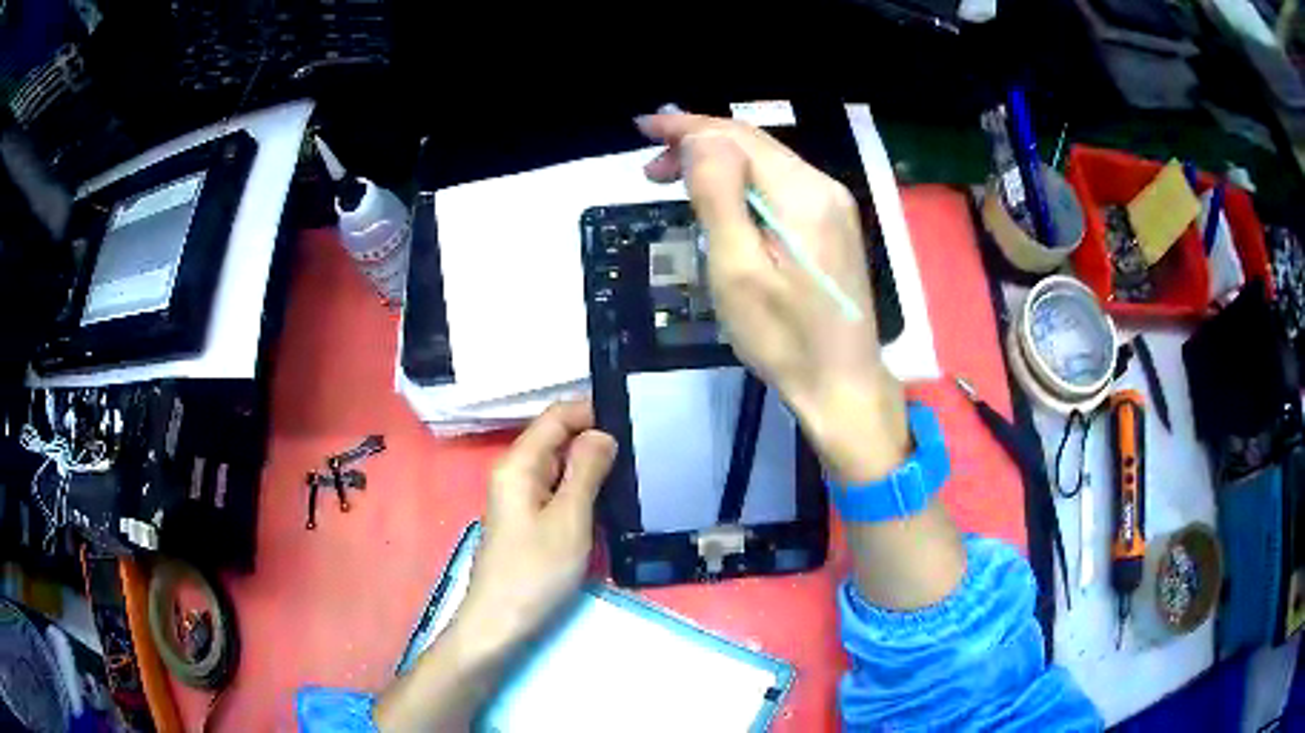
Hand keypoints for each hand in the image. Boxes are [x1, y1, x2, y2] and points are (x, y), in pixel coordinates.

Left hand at [453, 400, 616, 656]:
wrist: (501, 623)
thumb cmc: (535, 571)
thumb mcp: (569, 518)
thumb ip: (586, 471)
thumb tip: (602, 433)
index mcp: (519, 463)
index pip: (557, 416)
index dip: (592, 411)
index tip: (634, 418)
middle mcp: (515, 472)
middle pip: (557, 438)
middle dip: (596, 437)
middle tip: (643, 448)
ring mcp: (520, 497)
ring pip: (559, 465)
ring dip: (592, 465)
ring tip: (633, 470)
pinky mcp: (528, 519)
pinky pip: (557, 489)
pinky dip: (582, 488)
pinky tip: (608, 499)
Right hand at [638, 112, 908, 482]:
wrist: (842, 385)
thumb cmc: (784, 339)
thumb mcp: (738, 270)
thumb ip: (720, 195)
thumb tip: (700, 138)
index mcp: (802, 194)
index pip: (738, 136)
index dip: (687, 126)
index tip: (642, 128)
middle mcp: (823, 187)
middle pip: (754, 143)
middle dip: (697, 142)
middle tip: (649, 168)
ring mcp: (833, 206)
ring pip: (766, 162)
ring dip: (717, 162)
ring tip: (672, 181)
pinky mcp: (832, 225)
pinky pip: (779, 185)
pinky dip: (741, 182)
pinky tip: (719, 199)